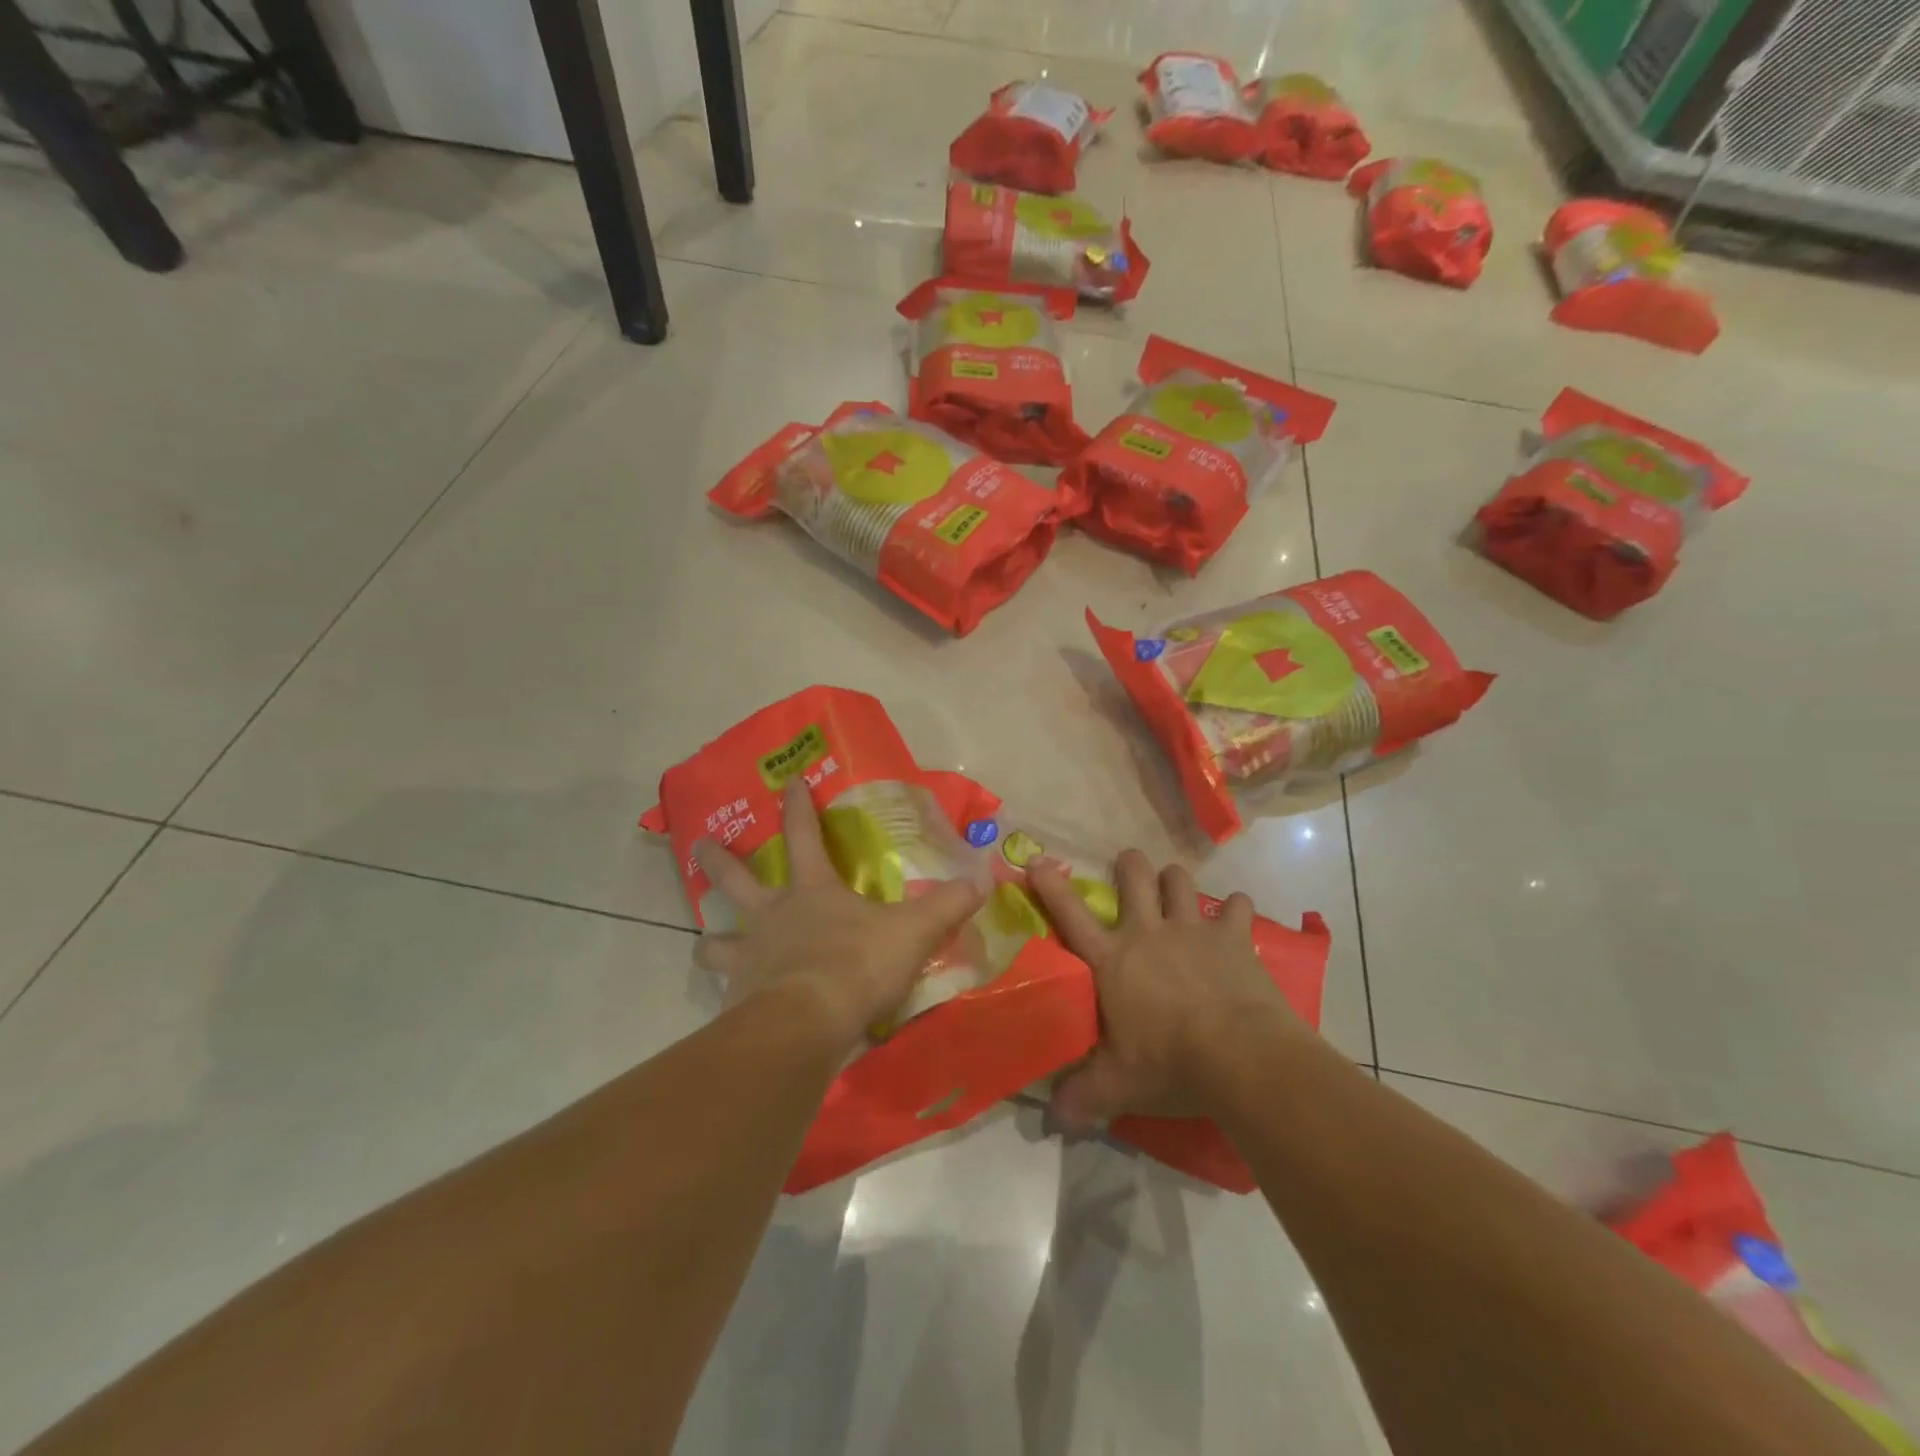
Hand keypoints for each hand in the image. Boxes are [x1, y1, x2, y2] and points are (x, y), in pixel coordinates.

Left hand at [691, 780, 984, 1054]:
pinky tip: (736, 1008)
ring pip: (717, 943)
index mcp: (812, 892)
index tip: (788, 780)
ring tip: (706, 945)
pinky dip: (730, 998)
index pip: (804, 836)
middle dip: (718, 860)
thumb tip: (982, 880)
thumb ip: (947, 906)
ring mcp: (750, 958)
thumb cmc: (858, 964)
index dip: (799, 807)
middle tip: (699, 844)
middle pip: (735, 881)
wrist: (807, 1024)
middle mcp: (772, 917)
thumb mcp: (913, 931)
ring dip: (711, 942)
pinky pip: (729, 995)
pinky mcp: (739, 1001)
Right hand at [1027, 850, 1303, 1131]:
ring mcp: (1192, 929)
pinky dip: (1236, 907)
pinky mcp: (1233, 937)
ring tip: (1174, 886)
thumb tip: (1053, 1118)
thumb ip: (1082, 1097)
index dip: (1050, 885)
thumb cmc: (1170, 1065)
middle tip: (1129, 865)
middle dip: (1129, 865)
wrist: (1240, 1057)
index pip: (1070, 915)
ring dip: (1174, 880)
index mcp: (1112, 960)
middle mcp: (1148, 932)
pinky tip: (1236, 915)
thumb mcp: (1118, 1087)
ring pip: (1179, 881)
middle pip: (1134, 877)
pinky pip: (1237, 906)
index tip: (1037, 860)